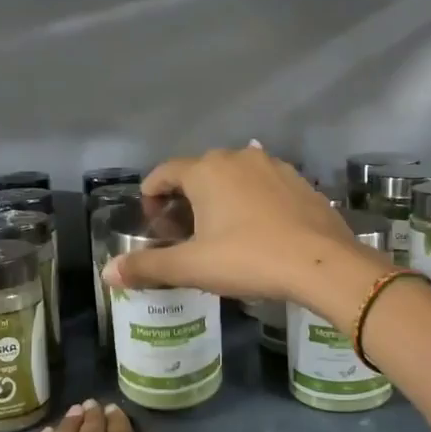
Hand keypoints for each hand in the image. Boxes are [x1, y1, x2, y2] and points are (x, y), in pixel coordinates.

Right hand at [102, 145, 389, 309]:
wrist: (323, 264)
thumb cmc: (249, 259)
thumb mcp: (193, 267)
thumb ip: (148, 268)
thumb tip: (107, 273)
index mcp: (206, 171)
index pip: (165, 171)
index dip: (152, 192)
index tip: (151, 217)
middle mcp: (238, 157)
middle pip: (199, 170)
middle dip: (186, 195)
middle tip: (183, 230)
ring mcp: (274, 166)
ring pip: (234, 175)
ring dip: (221, 195)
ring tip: (220, 228)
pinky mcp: (300, 181)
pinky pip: (264, 184)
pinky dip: (251, 199)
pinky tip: (258, 227)